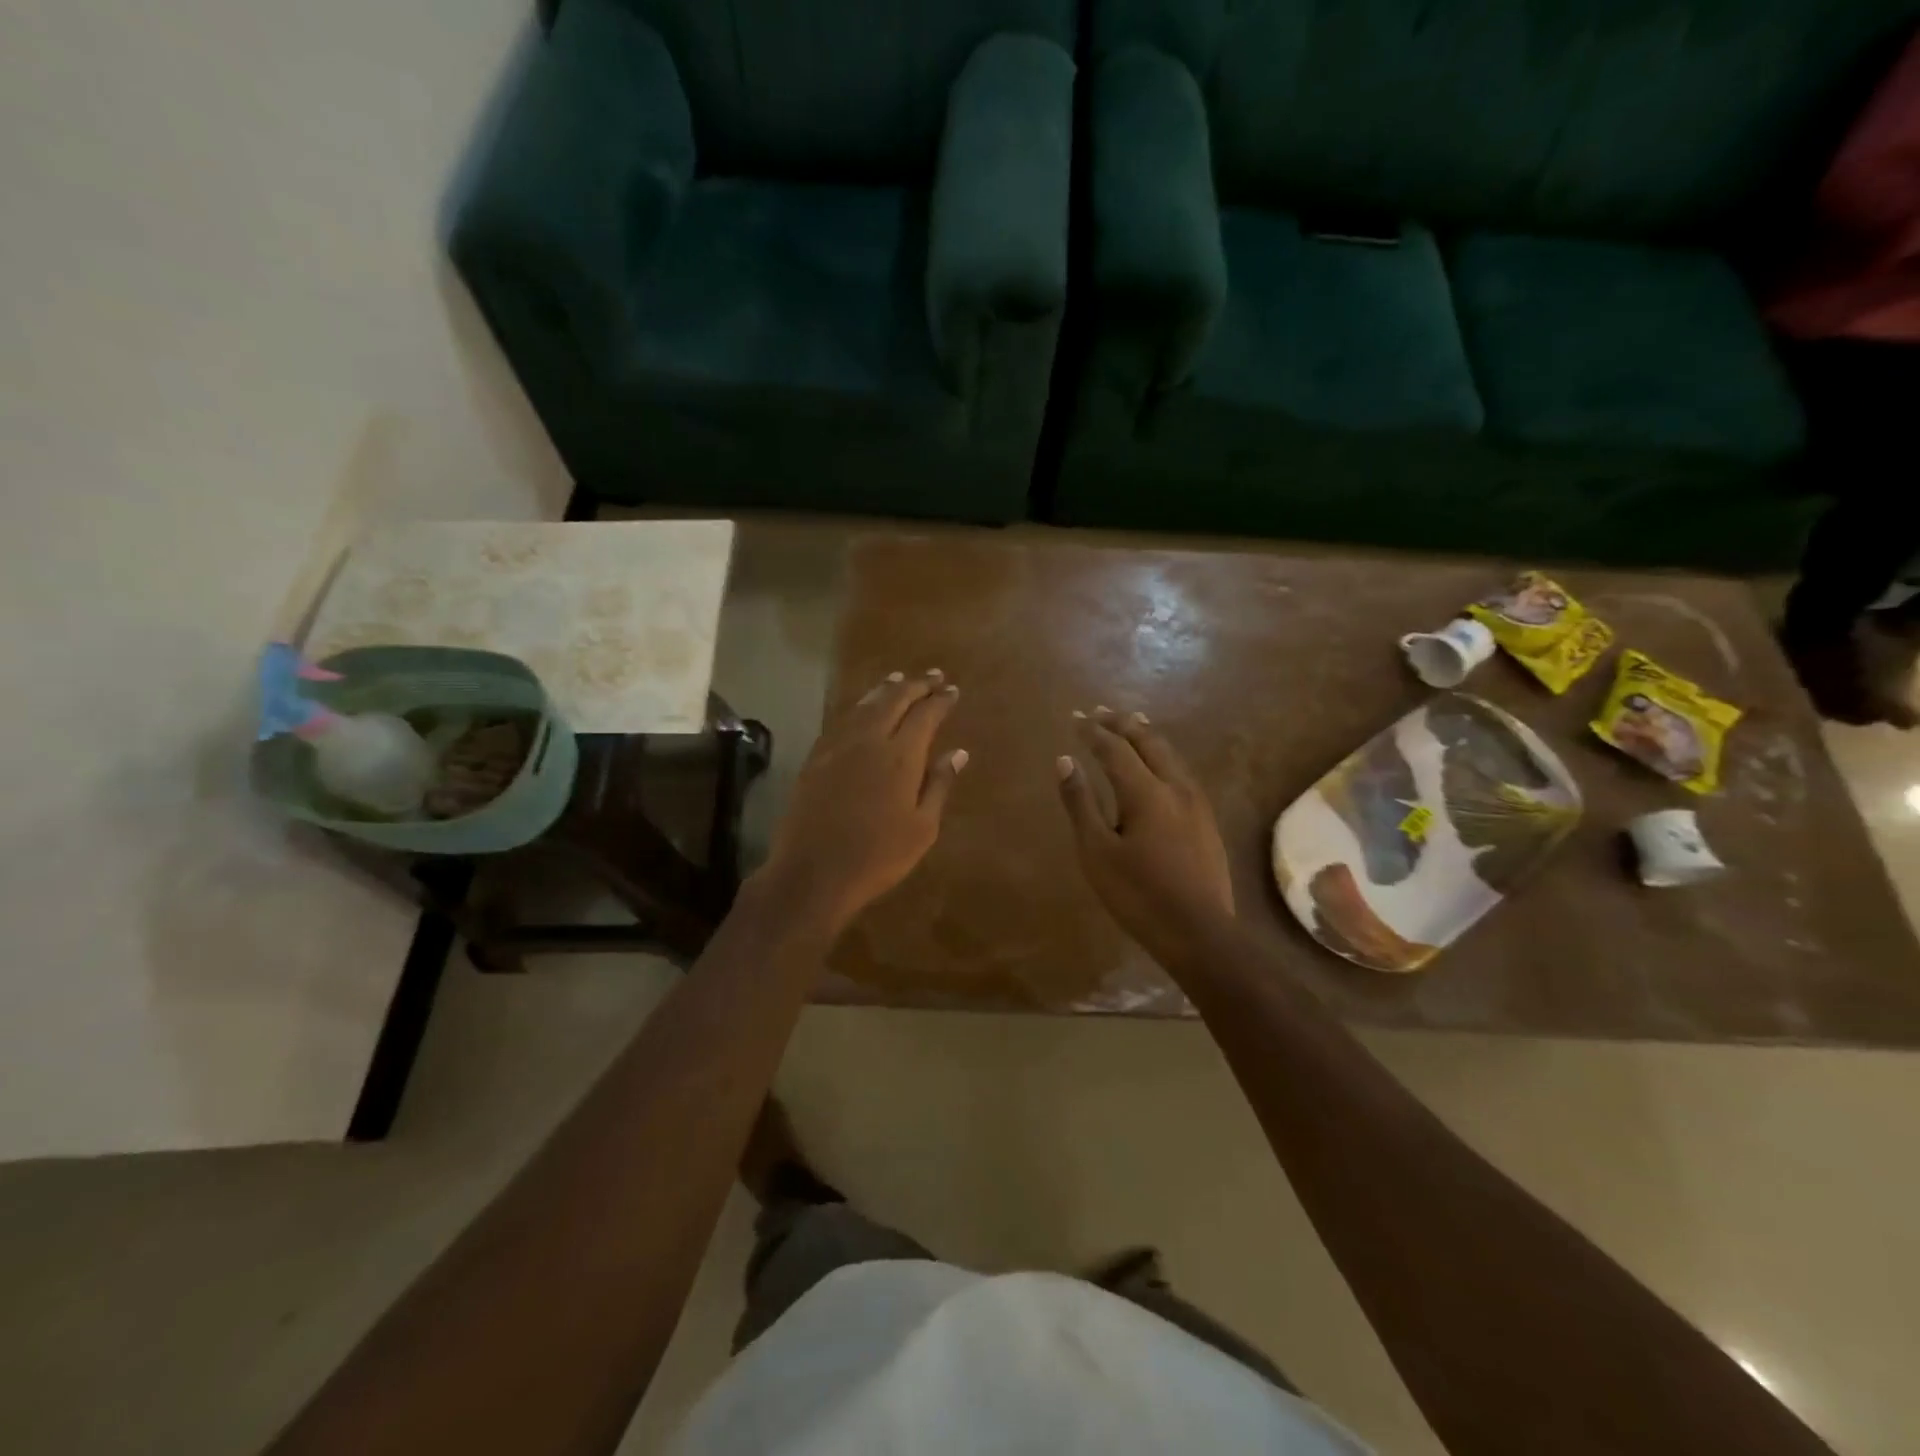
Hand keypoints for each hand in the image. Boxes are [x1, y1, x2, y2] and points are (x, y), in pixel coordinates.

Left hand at [757, 669, 966, 935]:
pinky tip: (862, 709)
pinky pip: (841, 720)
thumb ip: (939, 784)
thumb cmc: (878, 857)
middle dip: (915, 685)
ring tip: (898, 678)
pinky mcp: (815, 758)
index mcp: (900, 756)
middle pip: (894, 700)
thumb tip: (958, 752)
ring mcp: (837, 747)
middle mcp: (869, 740)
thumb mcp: (921, 827)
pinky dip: (858, 707)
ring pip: (864, 705)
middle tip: (932, 675)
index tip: (952, 690)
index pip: (925, 715)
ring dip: (885, 689)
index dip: (940, 700)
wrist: (812, 873)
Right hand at [1057, 706, 1233, 969]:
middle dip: (1122, 723)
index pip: (1115, 748)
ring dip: (1146, 735)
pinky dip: (1163, 755)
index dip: (1093, 731)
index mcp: (1145, 792)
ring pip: (1170, 754)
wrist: (1199, 933)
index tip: (1075, 717)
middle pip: (1148, 742)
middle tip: (1101, 711)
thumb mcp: (1097, 852)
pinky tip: (1159, 763)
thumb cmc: (1138, 895)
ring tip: (1131, 722)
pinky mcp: (1206, 819)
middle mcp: (1175, 787)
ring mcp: (1196, 802)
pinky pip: (1181, 770)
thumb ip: (1080, 803)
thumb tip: (1065, 761)